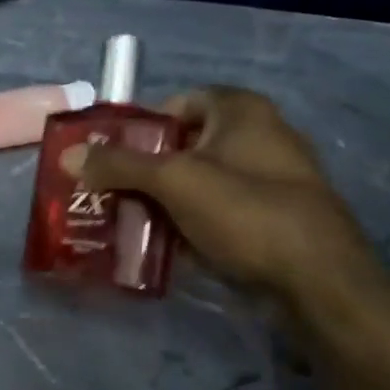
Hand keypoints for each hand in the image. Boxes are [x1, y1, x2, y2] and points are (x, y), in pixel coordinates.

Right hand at [66, 87, 389, 315]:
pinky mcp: (273, 221)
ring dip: (161, 202)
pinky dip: (188, 226)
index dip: (139, 127)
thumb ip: (118, 165)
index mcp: (241, 111)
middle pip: (182, 147)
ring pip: (197, 184)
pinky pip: (217, 214)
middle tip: (107, 193)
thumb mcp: (174, 181)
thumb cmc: (247, 212)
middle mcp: (259, 137)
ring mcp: (269, 182)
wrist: (322, 286)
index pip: (175, 104)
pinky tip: (159, 247)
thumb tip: (67, 156)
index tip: (109, 156)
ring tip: (123, 222)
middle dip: (143, 171)